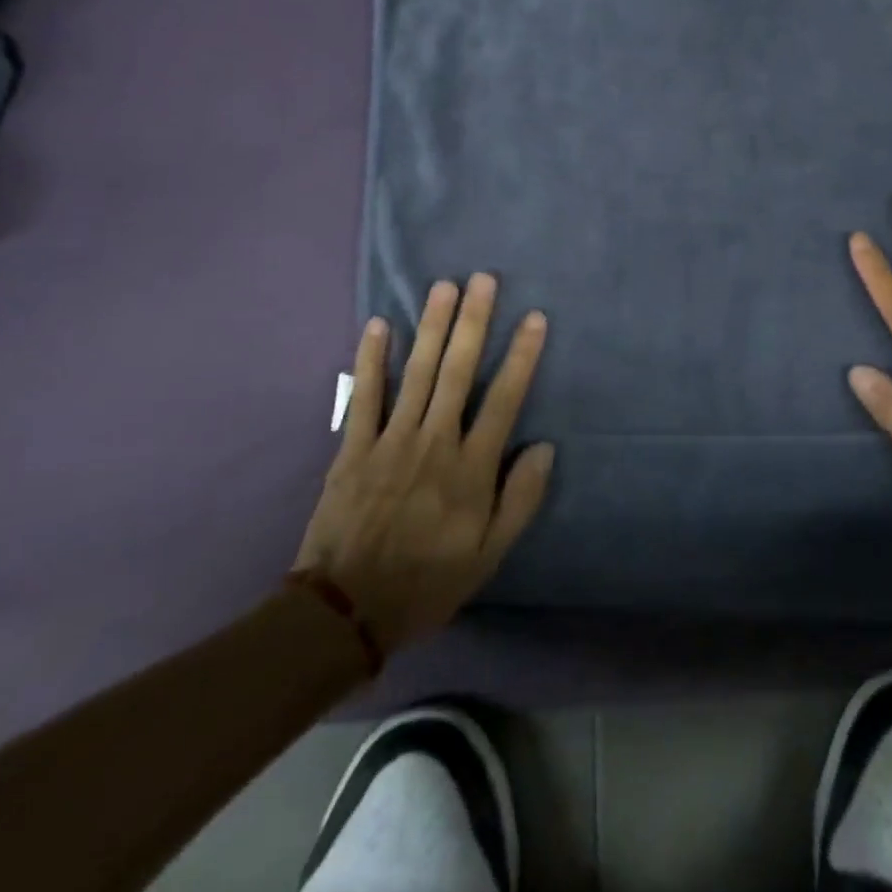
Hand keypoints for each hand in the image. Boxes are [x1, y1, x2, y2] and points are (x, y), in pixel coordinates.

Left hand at [295, 274, 553, 654]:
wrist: (347, 611)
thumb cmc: (428, 581)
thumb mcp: (489, 554)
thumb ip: (520, 499)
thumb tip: (544, 446)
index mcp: (471, 468)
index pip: (504, 399)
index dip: (522, 356)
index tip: (534, 318)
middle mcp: (434, 442)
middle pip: (459, 371)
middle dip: (473, 322)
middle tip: (483, 280)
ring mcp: (391, 441)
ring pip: (417, 372)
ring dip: (431, 326)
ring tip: (444, 287)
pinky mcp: (354, 448)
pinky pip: (365, 396)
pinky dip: (371, 360)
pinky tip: (378, 326)